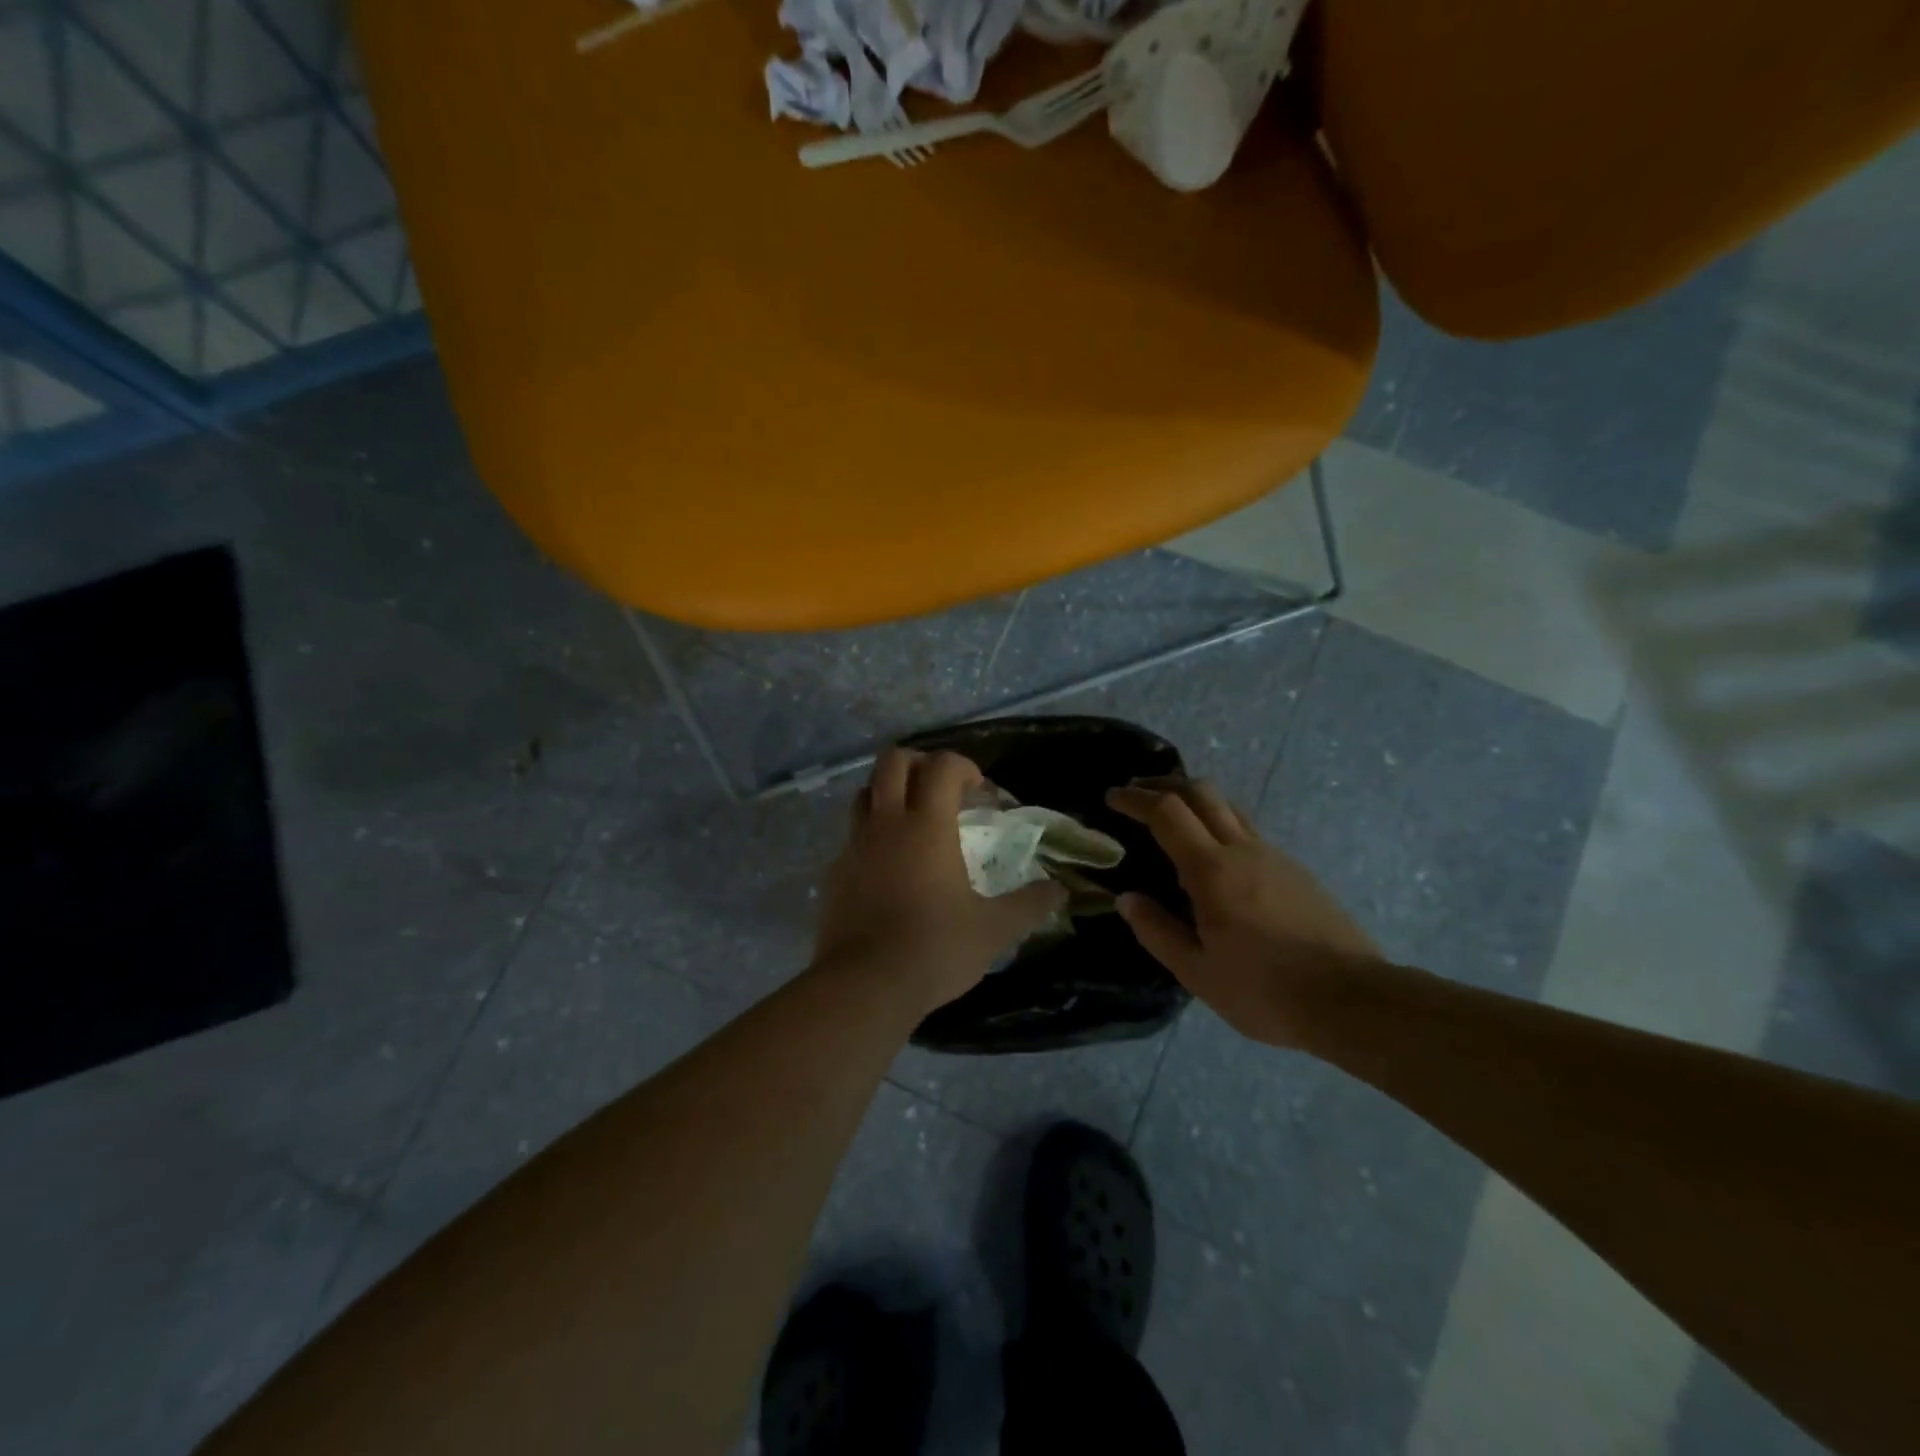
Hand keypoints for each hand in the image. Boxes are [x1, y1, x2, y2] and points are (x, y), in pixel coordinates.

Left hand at [814, 748, 1065, 1014]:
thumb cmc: (934, 949)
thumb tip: (1059, 891)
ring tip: (913, 822)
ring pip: (864, 793)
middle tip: (942, 790)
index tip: (980, 792)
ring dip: (889, 793)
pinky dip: (872, 835)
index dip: (964, 767)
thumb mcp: (993, 930)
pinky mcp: (835, 873)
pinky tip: (889, 868)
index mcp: (927, 826)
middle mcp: (886, 824)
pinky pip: (852, 836)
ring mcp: (854, 846)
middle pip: (892, 762)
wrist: (864, 986)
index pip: (942, 766)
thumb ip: (1028, 905)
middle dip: (920, 763)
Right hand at [1107, 778, 1381, 1046]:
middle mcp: (1243, 850)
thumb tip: (1127, 898)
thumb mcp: (1197, 972)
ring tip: (1172, 813)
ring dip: (1195, 799)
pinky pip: (1248, 831)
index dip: (1136, 799)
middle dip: (1164, 784)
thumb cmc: (1265, 990)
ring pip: (1229, 807)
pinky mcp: (1296, 871)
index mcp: (1212, 871)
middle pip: (1201, 792)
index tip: (1112, 797)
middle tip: (1137, 790)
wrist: (1352, 1000)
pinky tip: (1215, 855)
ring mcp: (1274, 857)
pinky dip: (1219, 823)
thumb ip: (1157, 931)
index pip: (1167, 813)